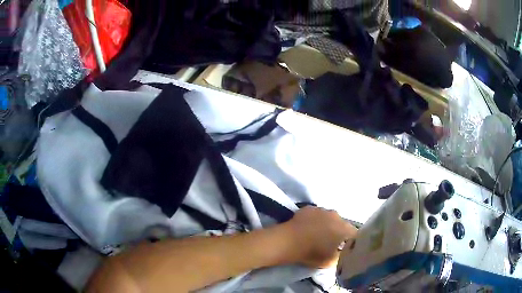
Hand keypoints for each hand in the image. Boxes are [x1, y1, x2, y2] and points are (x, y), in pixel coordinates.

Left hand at [281, 207, 356, 267]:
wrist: (288, 241)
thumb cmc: (311, 253)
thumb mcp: (330, 261)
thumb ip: (341, 254)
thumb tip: (342, 250)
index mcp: (344, 228)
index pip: (354, 233)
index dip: (350, 240)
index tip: (345, 246)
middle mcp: (336, 215)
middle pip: (341, 223)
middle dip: (338, 231)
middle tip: (330, 240)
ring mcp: (322, 209)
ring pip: (328, 217)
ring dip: (326, 223)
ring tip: (317, 233)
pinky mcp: (309, 207)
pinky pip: (316, 214)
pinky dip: (314, 219)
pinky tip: (307, 226)